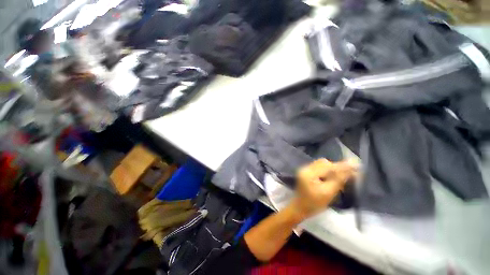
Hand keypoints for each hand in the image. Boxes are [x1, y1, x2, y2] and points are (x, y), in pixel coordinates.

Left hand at [294, 159, 357, 218]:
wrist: (300, 208)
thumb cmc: (314, 204)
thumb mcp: (328, 193)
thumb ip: (338, 180)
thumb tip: (351, 169)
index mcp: (308, 173)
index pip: (327, 166)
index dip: (342, 166)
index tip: (356, 166)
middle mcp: (305, 168)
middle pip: (324, 163)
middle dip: (336, 167)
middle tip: (349, 172)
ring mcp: (304, 169)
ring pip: (321, 164)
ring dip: (332, 168)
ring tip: (341, 175)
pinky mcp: (306, 172)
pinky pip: (319, 167)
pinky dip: (327, 170)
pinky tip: (332, 177)